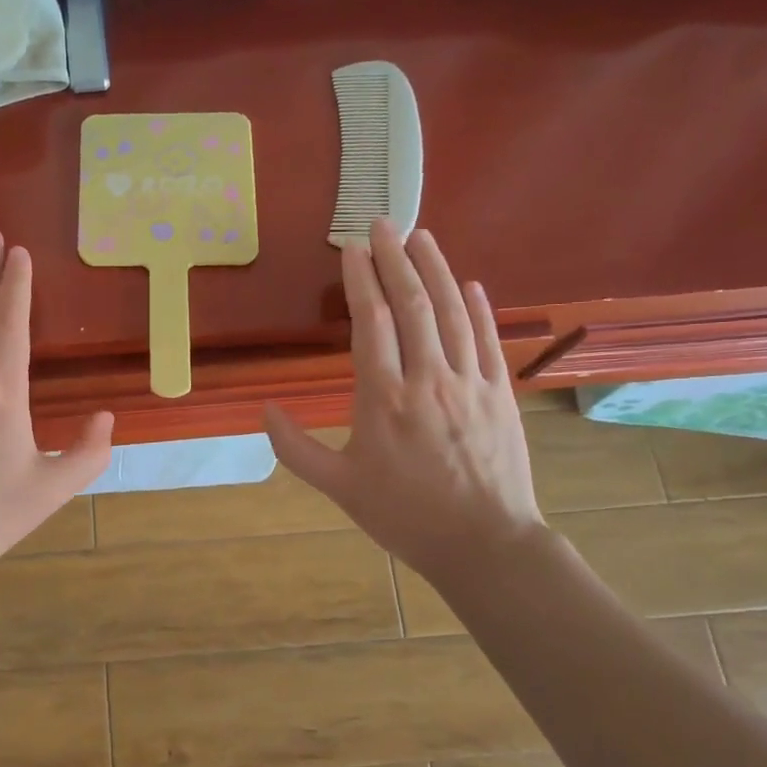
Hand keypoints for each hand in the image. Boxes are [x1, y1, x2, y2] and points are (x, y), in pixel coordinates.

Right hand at [265, 221, 543, 585]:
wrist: (483, 543)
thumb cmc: (404, 515)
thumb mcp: (339, 487)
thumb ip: (296, 449)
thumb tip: (265, 411)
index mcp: (383, 398)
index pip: (372, 322)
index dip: (362, 280)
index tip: (352, 248)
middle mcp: (428, 378)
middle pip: (414, 305)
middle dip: (396, 259)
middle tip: (383, 223)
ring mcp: (471, 382)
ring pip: (453, 313)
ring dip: (437, 269)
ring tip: (422, 237)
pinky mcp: (501, 394)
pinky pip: (489, 340)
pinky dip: (479, 308)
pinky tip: (471, 284)